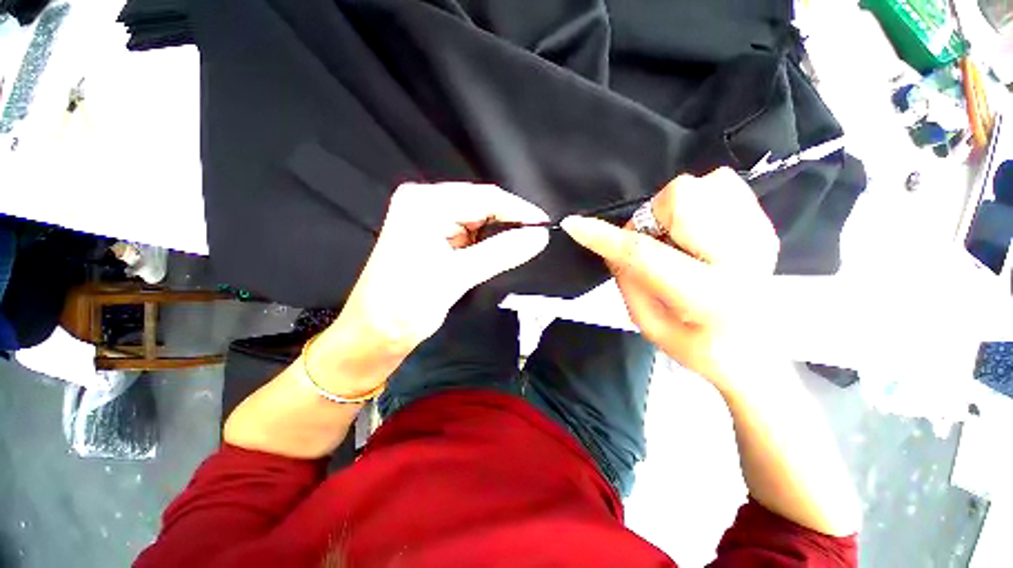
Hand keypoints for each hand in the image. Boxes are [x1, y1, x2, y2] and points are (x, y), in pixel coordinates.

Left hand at [320, 182, 548, 375]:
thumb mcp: (456, 276)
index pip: (483, 197)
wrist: (374, 334)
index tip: (546, 225)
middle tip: (539, 238)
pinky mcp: (433, 237)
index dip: (518, 210)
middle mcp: (425, 204)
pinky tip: (504, 251)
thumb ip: (501, 252)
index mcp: (425, 204)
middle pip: (481, 205)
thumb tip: (540, 236)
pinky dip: (488, 243)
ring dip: (500, 234)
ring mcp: (429, 220)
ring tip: (526, 245)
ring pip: (477, 220)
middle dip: (510, 222)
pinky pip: (469, 233)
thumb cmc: (406, 304)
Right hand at [561, 168, 779, 390]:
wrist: (755, 351)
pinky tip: (699, 229)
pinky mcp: (764, 224)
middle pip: (680, 200)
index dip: (604, 237)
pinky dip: (699, 199)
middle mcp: (741, 258)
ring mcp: (758, 235)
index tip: (573, 225)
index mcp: (708, 296)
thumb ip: (626, 279)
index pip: (643, 255)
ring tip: (679, 241)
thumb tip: (611, 243)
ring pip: (699, 186)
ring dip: (673, 212)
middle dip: (652, 219)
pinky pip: (721, 182)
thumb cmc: (697, 346)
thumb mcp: (647, 324)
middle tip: (655, 246)